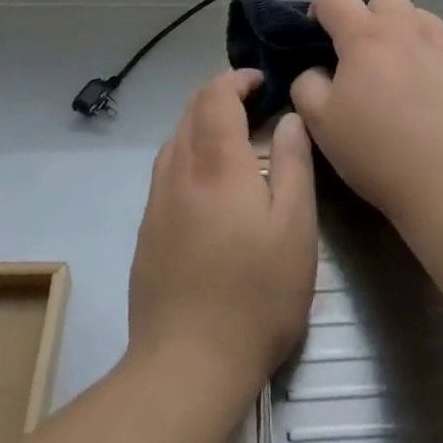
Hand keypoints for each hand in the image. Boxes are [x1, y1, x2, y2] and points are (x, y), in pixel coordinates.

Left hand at [128, 69, 318, 389]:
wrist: (187, 364)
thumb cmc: (256, 293)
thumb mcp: (295, 227)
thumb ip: (293, 164)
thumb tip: (288, 118)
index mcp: (216, 163)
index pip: (215, 95)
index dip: (236, 79)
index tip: (261, 81)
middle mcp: (179, 171)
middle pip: (190, 110)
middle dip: (219, 94)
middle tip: (252, 102)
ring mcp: (157, 201)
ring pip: (175, 139)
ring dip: (202, 122)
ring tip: (233, 137)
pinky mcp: (147, 230)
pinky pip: (167, 170)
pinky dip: (189, 153)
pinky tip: (209, 182)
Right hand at [290, 0, 442, 228]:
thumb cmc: (379, 151)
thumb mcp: (320, 124)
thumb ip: (306, 85)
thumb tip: (316, 70)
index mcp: (365, 35)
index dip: (318, 11)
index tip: (317, 40)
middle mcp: (406, 27)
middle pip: (379, 0)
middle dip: (363, 19)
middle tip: (358, 59)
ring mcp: (442, 43)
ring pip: (414, 16)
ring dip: (398, 31)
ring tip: (395, 69)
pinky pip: (439, 40)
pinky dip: (425, 51)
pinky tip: (425, 87)